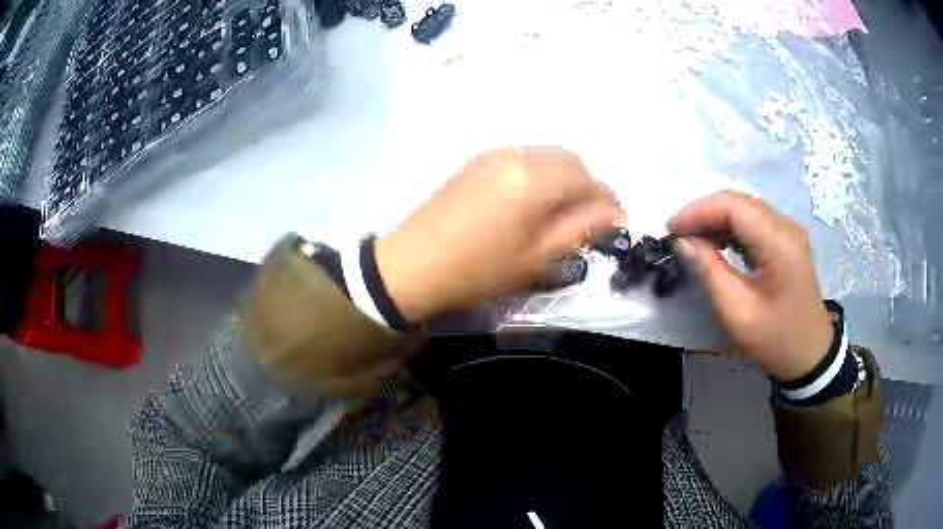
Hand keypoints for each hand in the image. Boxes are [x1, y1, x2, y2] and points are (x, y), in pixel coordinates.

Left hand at [376, 148, 623, 322]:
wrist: (414, 263)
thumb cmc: (479, 269)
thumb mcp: (537, 256)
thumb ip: (580, 228)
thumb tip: (615, 215)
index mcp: (535, 179)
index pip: (588, 179)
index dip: (608, 201)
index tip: (615, 223)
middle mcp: (517, 155)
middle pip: (569, 160)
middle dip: (587, 187)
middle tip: (588, 220)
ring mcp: (494, 154)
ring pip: (546, 157)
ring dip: (563, 180)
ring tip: (560, 213)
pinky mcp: (477, 161)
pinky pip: (522, 159)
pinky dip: (539, 175)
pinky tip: (530, 203)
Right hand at [667, 191, 832, 381]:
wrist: (810, 355)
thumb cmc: (776, 339)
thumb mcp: (738, 312)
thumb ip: (710, 271)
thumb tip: (684, 242)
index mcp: (779, 243)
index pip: (733, 206)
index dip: (698, 211)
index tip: (670, 229)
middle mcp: (786, 227)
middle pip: (739, 202)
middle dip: (704, 212)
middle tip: (677, 234)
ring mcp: (789, 232)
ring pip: (745, 209)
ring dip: (716, 219)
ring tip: (691, 239)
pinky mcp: (787, 241)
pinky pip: (754, 222)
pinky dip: (731, 228)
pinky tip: (716, 242)